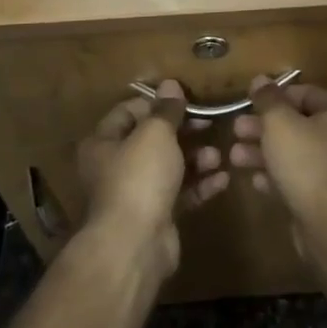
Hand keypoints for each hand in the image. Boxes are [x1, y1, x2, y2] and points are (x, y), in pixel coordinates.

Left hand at [77, 81, 229, 275]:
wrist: (136, 243)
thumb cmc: (140, 177)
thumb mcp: (155, 133)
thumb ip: (166, 109)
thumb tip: (170, 84)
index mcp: (104, 142)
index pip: (129, 111)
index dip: (158, 103)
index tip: (187, 99)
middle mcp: (115, 166)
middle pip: (153, 139)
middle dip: (184, 131)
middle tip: (210, 124)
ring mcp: (136, 192)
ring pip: (170, 167)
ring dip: (197, 159)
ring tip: (219, 156)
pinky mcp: (157, 215)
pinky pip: (182, 192)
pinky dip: (201, 184)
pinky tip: (223, 179)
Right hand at [230, 78, 326, 225]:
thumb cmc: (307, 161)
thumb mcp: (280, 123)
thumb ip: (268, 99)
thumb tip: (260, 79)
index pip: (308, 93)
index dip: (275, 97)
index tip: (248, 104)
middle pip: (302, 124)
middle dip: (265, 128)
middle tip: (236, 130)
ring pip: (300, 152)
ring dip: (267, 152)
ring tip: (235, 157)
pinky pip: (305, 177)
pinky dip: (281, 176)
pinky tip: (256, 181)